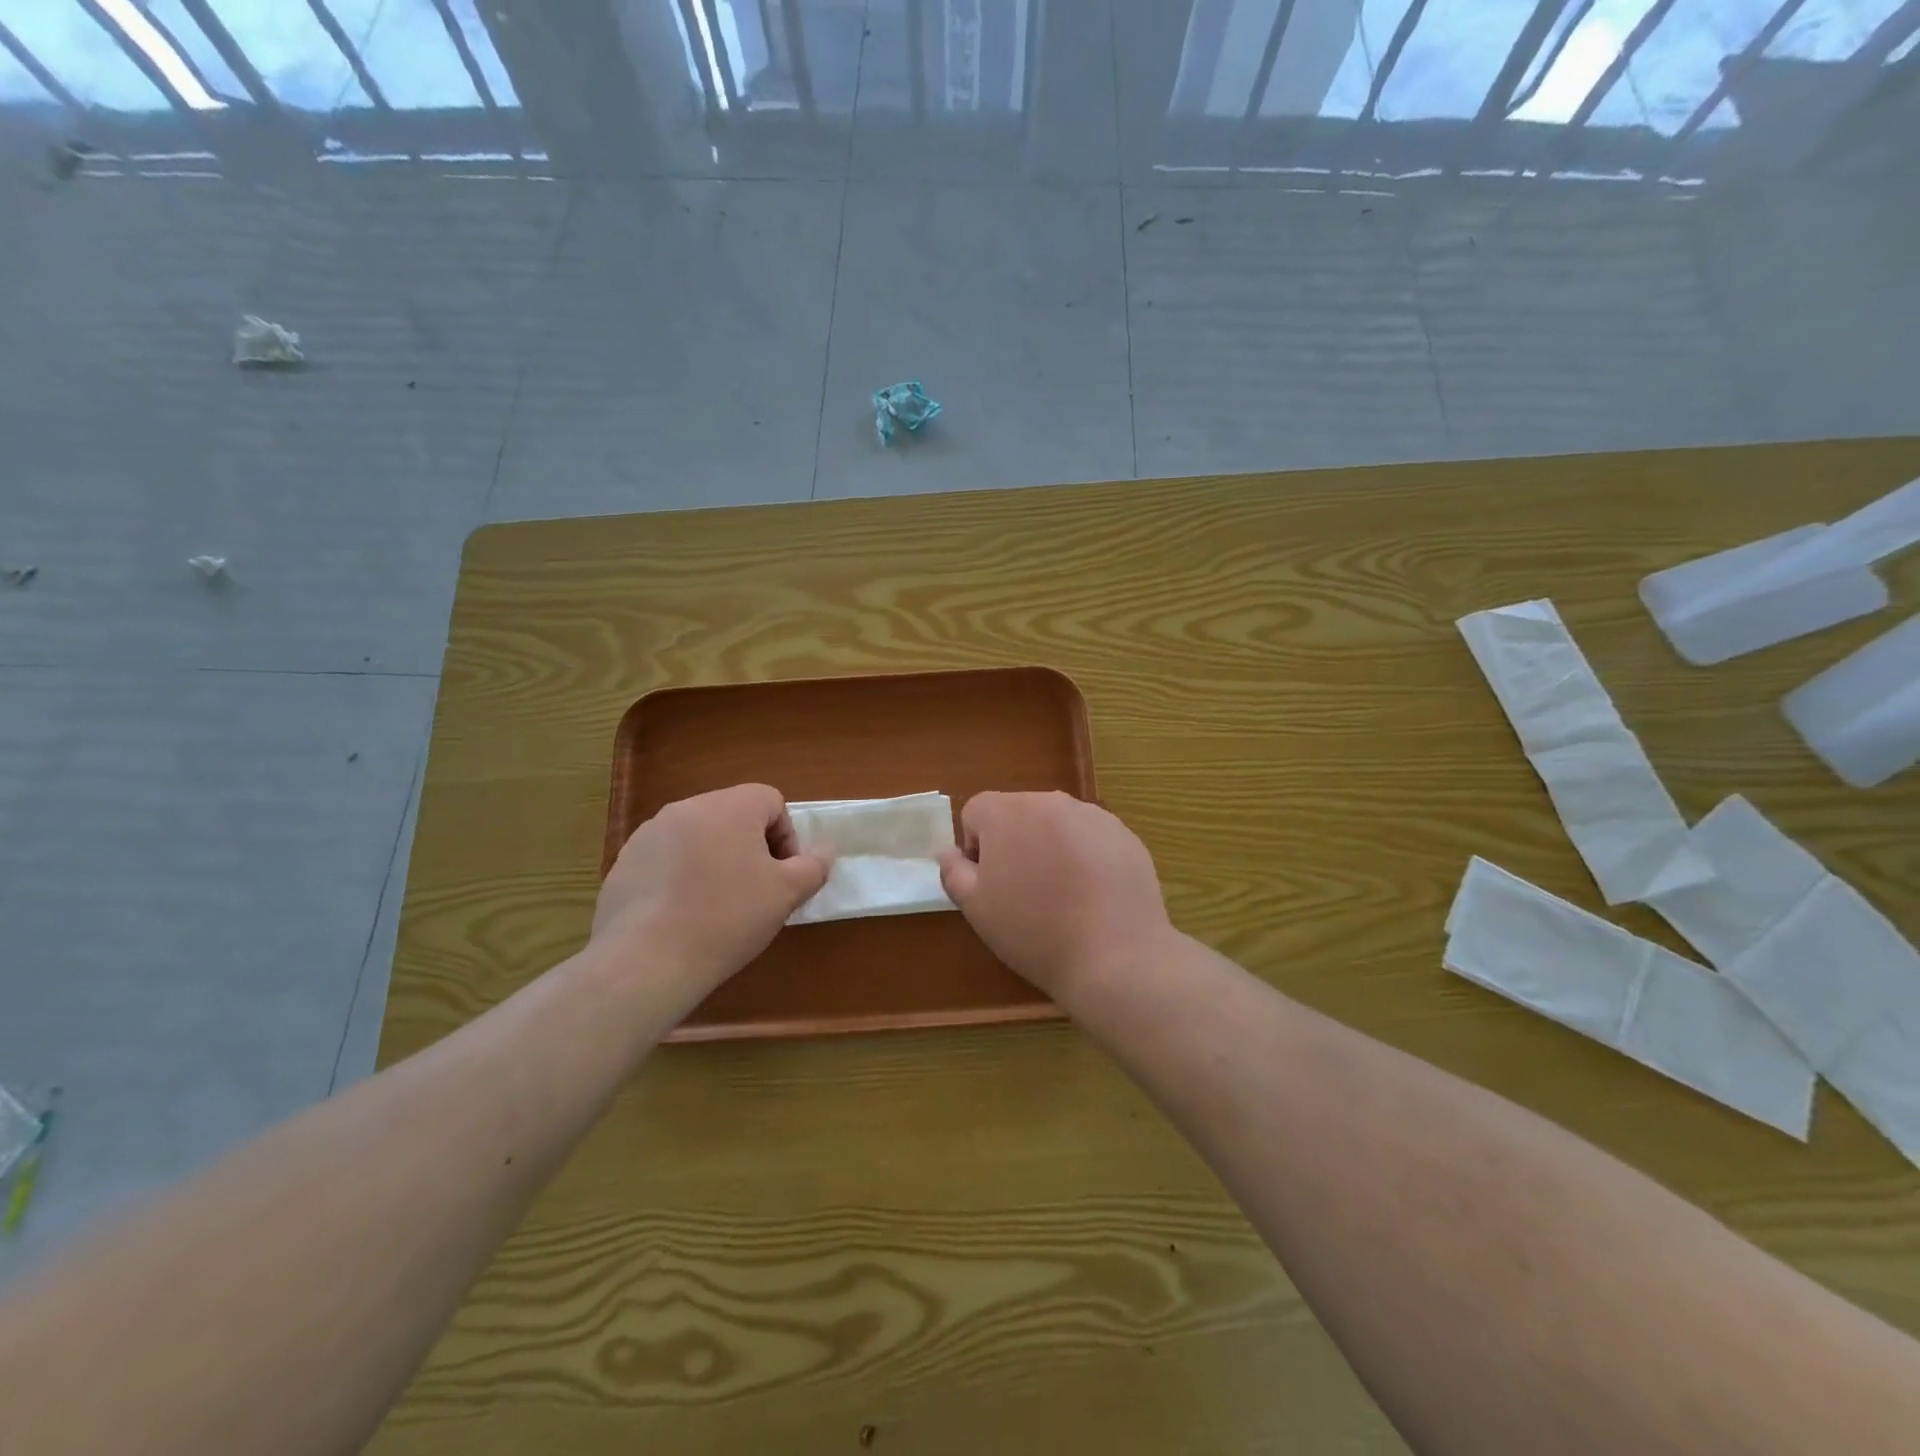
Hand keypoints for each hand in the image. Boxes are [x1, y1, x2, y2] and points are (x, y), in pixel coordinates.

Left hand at [593, 784, 831, 995]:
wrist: (646, 961)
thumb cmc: (727, 918)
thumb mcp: (786, 893)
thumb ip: (813, 866)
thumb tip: (825, 850)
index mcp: (729, 806)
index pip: (771, 801)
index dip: (787, 836)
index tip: (783, 875)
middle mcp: (687, 808)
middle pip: (734, 815)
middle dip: (752, 848)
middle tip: (757, 891)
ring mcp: (649, 834)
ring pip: (699, 836)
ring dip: (717, 860)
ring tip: (718, 905)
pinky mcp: (625, 863)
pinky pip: (667, 859)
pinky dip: (682, 877)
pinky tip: (683, 915)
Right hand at [937, 791, 1174, 997]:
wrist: (1115, 957)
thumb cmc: (1034, 931)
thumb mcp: (976, 908)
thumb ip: (953, 871)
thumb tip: (948, 851)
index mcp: (1006, 812)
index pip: (976, 812)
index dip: (976, 848)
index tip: (991, 884)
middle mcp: (1049, 801)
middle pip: (1018, 813)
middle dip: (1014, 844)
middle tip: (1024, 892)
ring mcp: (1092, 815)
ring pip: (1056, 825)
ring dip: (1050, 848)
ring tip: (1063, 896)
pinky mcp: (1124, 834)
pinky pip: (1091, 838)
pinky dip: (1086, 857)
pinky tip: (1093, 897)